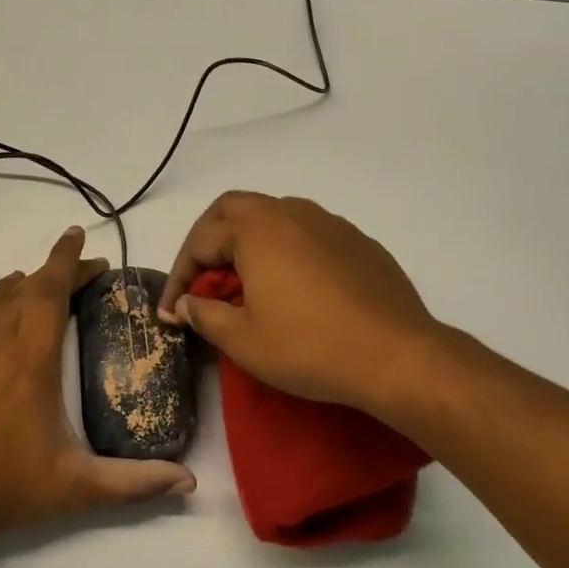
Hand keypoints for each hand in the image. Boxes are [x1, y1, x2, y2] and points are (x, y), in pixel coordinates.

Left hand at [0, 226, 196, 536]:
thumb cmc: (8, 487)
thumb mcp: (77, 487)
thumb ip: (135, 482)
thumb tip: (189, 483)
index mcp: (31, 358)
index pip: (50, 289)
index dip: (67, 259)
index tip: (80, 237)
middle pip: (26, 288)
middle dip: (55, 270)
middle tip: (81, 270)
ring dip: (22, 285)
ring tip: (40, 283)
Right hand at [159, 192, 442, 416]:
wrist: (397, 357)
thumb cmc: (309, 346)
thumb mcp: (243, 341)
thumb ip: (205, 315)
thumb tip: (187, 303)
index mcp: (256, 229)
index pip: (200, 240)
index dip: (178, 277)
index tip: (171, 312)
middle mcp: (291, 213)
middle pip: (233, 211)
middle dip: (207, 242)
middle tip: (200, 280)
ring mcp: (329, 224)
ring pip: (273, 218)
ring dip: (247, 243)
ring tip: (242, 283)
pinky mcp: (358, 242)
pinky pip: (307, 235)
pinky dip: (284, 252)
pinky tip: (291, 288)